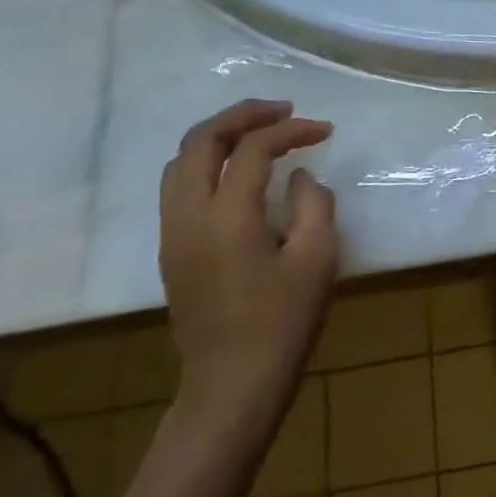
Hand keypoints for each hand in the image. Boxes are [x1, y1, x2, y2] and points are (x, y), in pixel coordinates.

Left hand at [159, 98, 337, 436]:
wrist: (231, 386)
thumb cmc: (282, 323)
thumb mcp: (317, 259)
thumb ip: (313, 204)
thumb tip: (298, 177)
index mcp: (226, 218)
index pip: (252, 149)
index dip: (290, 130)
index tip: (324, 130)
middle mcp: (188, 217)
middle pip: (200, 141)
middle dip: (242, 115)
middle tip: (283, 110)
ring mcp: (173, 234)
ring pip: (179, 161)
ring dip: (220, 136)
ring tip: (259, 132)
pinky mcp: (171, 250)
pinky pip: (178, 186)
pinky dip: (207, 162)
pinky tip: (238, 172)